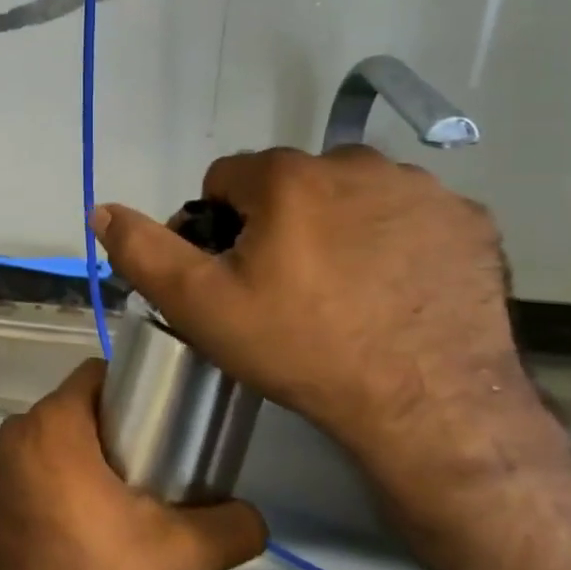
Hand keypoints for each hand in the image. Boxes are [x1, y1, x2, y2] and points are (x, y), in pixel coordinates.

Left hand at [0, 359, 266, 569]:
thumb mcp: (177, 556)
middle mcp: (19, 431)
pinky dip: (65, 480)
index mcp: (53, 422)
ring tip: (131, 500)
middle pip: (81, 408)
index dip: (138, 391)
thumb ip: (228, 528)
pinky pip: (38, 467)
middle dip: (120, 430)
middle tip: (160, 469)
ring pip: (60, 440)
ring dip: (92, 459)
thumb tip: (253, 516)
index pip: (100, 374)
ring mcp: (0, 464)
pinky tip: (92, 524)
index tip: (166, 424)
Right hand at [92, 147, 544, 479]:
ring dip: (335, 225)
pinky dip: (391, 238)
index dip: (218, 226)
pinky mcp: (468, 220)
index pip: (227, 180)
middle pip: (289, 183)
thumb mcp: (200, 306)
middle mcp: (355, 163)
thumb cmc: (301, 348)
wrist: (428, 406)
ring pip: (349, 194)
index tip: (234, 275)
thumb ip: (144, 251)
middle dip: (277, 222)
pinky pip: (405, 215)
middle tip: (286, 288)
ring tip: (342, 290)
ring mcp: (421, 189)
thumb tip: (102, 209)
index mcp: (287, 177)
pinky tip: (392, 288)